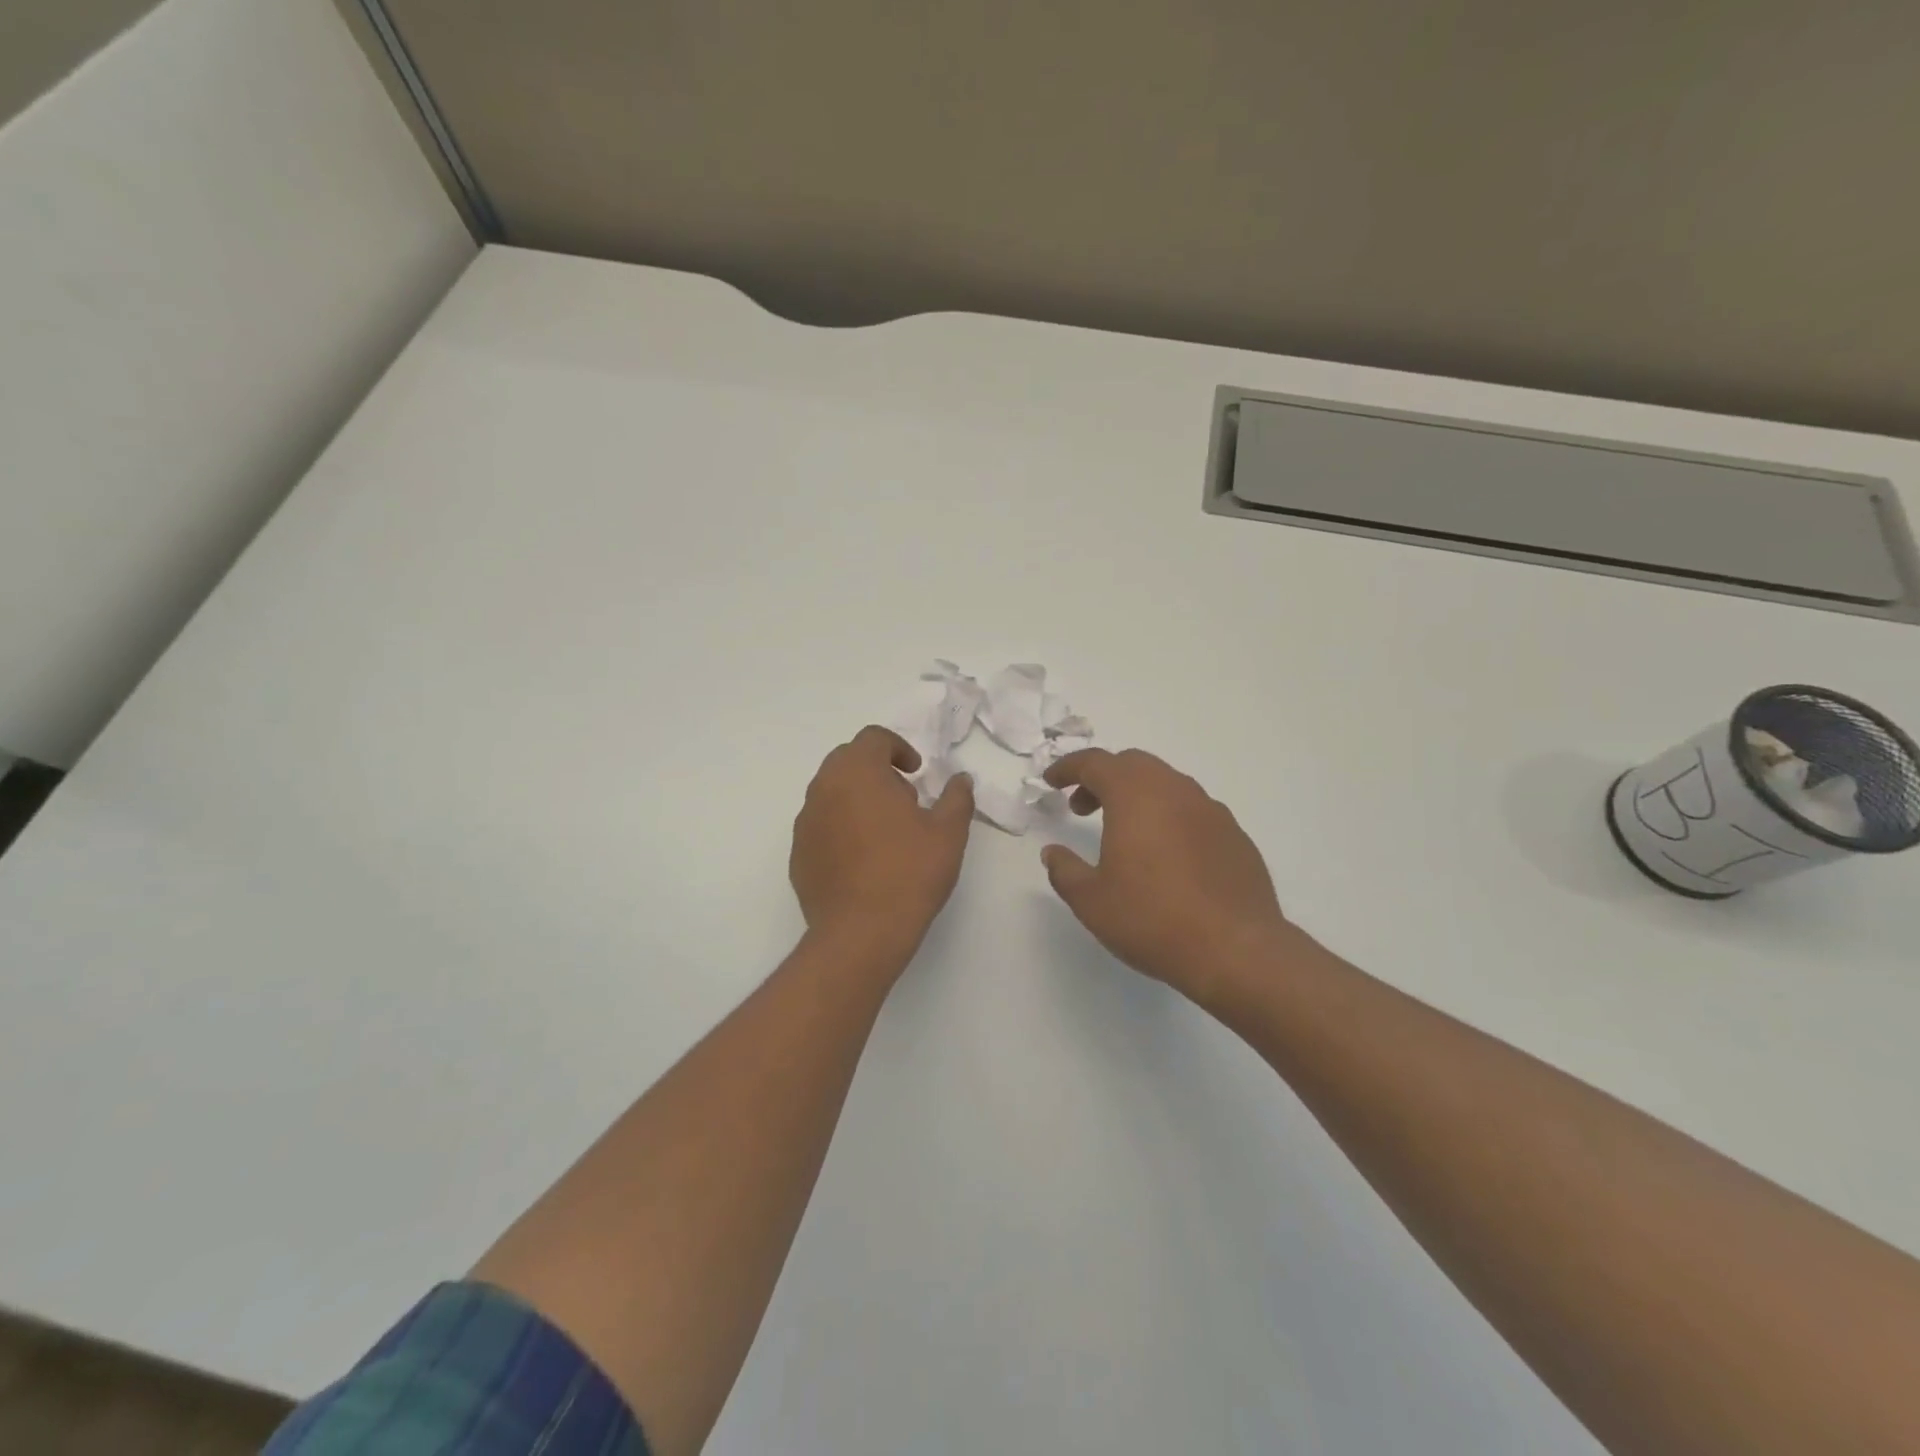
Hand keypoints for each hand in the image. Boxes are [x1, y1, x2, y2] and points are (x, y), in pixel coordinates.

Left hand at [791, 726, 973, 955]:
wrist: (861, 933)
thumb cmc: (909, 873)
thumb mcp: (948, 832)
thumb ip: (957, 797)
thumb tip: (961, 779)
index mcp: (858, 772)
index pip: (873, 738)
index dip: (898, 748)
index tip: (917, 772)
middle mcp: (824, 788)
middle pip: (848, 761)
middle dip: (877, 770)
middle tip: (905, 800)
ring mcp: (806, 822)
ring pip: (831, 793)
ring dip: (858, 798)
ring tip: (886, 832)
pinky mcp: (798, 854)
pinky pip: (821, 825)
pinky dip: (841, 828)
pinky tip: (864, 860)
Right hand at [1041, 748, 1295, 1006]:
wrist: (1236, 950)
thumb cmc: (1152, 919)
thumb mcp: (1091, 901)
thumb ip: (1065, 870)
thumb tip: (1053, 852)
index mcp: (1135, 795)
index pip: (1094, 762)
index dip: (1067, 767)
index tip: (1050, 781)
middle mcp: (1174, 790)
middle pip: (1132, 764)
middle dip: (1102, 778)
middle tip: (1082, 808)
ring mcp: (1210, 810)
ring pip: (1165, 783)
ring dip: (1136, 795)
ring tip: (1122, 832)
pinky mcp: (1234, 834)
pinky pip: (1192, 809)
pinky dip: (1167, 816)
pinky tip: (1165, 854)